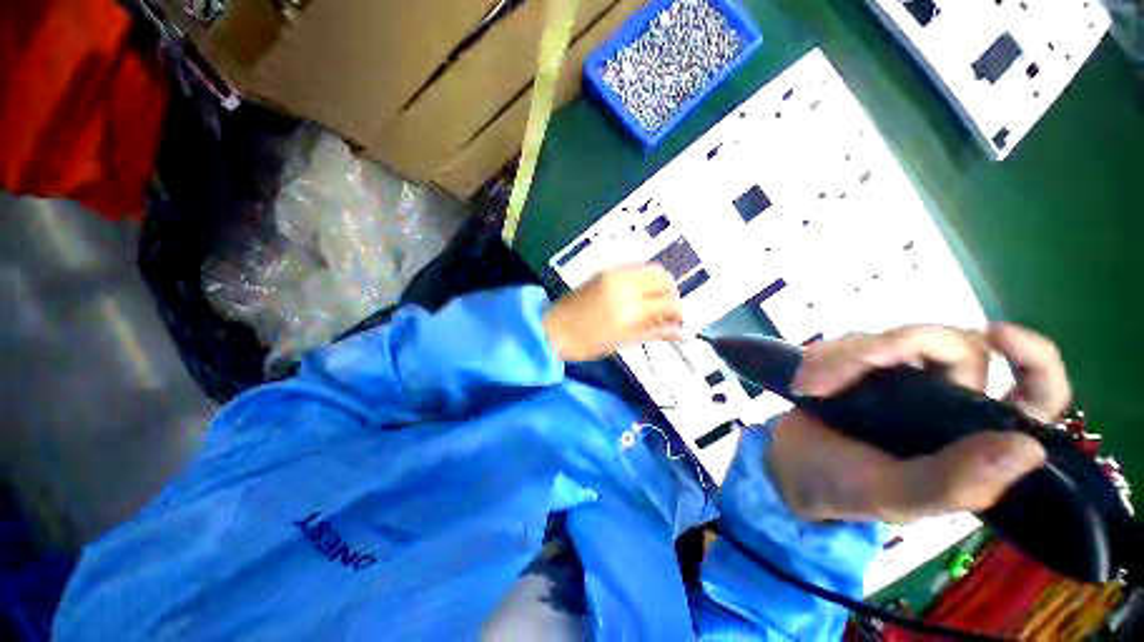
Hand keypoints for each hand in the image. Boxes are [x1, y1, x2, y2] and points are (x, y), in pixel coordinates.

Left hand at [544, 265, 683, 361]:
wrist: (551, 329)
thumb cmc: (586, 344)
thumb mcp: (622, 341)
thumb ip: (654, 333)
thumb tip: (683, 333)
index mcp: (630, 308)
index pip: (668, 303)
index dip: (679, 313)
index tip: (678, 323)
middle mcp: (625, 285)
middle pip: (663, 279)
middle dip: (671, 295)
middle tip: (668, 312)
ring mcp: (614, 274)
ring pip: (650, 269)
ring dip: (660, 284)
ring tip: (655, 303)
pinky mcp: (605, 271)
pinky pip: (635, 268)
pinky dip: (645, 278)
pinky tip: (641, 294)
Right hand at [766, 323, 1070, 522]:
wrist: (788, 466)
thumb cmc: (845, 489)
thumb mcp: (897, 496)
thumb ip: (954, 482)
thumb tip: (1029, 448)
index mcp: (975, 437)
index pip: (1034, 393)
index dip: (1032, 359)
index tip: (998, 336)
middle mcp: (951, 400)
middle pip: (954, 345)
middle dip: (898, 346)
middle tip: (852, 366)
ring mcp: (905, 379)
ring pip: (895, 339)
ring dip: (845, 358)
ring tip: (811, 387)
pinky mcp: (863, 366)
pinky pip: (852, 342)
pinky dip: (825, 358)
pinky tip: (806, 382)